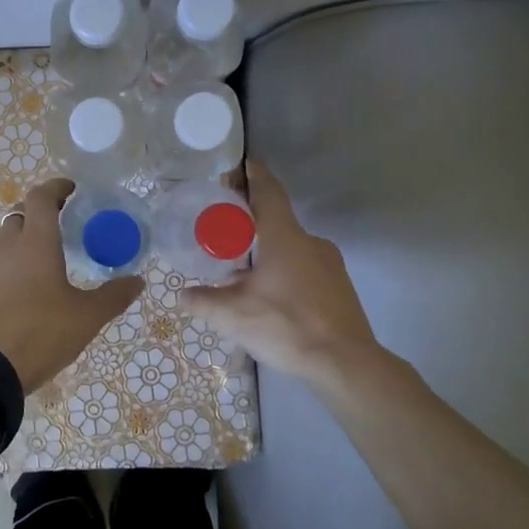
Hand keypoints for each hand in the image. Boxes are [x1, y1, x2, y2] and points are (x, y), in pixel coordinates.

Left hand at [0, 178, 141, 397]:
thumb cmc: (39, 334)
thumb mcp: (85, 318)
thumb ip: (113, 296)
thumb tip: (138, 281)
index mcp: (35, 243)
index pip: (41, 197)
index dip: (56, 188)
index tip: (71, 190)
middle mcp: (5, 246)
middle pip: (20, 216)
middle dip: (39, 215)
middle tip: (60, 227)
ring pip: (3, 242)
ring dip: (21, 243)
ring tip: (41, 265)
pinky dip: (6, 269)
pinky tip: (18, 293)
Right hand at [183, 160, 387, 387]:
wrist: (346, 364)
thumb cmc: (286, 326)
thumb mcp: (233, 315)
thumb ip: (204, 301)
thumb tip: (181, 295)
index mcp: (284, 237)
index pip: (269, 192)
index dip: (255, 175)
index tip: (245, 164)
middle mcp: (310, 242)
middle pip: (276, 222)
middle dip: (250, 226)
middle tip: (224, 235)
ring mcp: (329, 265)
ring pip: (290, 248)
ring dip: (266, 254)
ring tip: (240, 274)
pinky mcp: (338, 287)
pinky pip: (304, 268)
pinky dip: (283, 272)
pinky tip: (268, 297)